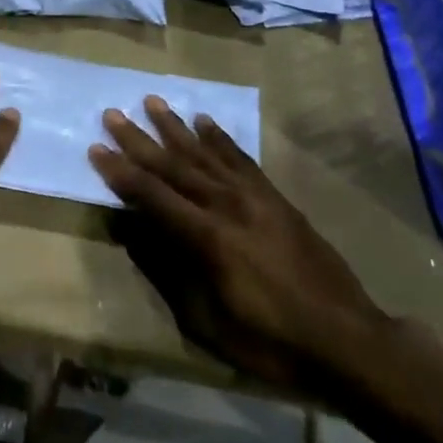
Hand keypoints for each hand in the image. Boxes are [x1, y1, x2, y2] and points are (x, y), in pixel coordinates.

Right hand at [88, 97, 386, 389]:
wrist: (346, 339)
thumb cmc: (270, 341)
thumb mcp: (207, 321)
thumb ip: (168, 271)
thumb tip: (134, 232)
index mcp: (206, 238)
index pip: (151, 196)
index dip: (120, 173)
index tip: (96, 148)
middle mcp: (225, 205)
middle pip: (173, 165)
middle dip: (138, 139)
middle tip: (112, 113)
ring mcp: (253, 197)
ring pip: (204, 152)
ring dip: (174, 127)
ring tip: (152, 101)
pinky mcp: (274, 197)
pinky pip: (240, 158)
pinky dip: (219, 137)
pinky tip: (204, 121)